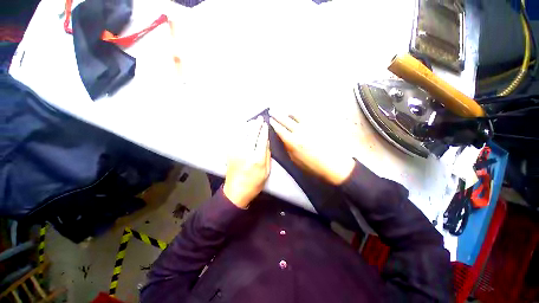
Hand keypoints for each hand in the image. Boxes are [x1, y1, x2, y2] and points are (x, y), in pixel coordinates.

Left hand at [223, 117, 270, 207]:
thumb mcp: (266, 171)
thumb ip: (267, 155)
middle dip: (256, 125)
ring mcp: (235, 152)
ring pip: (242, 134)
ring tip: (251, 121)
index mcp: (257, 158)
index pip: (261, 140)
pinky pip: (234, 139)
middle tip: (259, 118)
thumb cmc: (254, 183)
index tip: (266, 124)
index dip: (264, 131)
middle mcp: (246, 153)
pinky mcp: (229, 153)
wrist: (236, 191)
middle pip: (252, 134)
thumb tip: (266, 141)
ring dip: (247, 126)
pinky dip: (238, 132)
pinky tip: (241, 128)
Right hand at [269, 110, 354, 185]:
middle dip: (278, 115)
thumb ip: (288, 148)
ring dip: (289, 112)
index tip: (270, 120)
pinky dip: (301, 114)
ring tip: (286, 111)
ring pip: (297, 115)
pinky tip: (299, 113)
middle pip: (286, 120)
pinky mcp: (318, 125)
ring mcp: (309, 126)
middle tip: (272, 110)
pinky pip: (307, 116)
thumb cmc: (312, 165)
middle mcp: (299, 131)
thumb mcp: (295, 160)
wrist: (333, 164)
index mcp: (292, 141)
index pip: (280, 130)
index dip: (274, 124)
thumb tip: (284, 140)